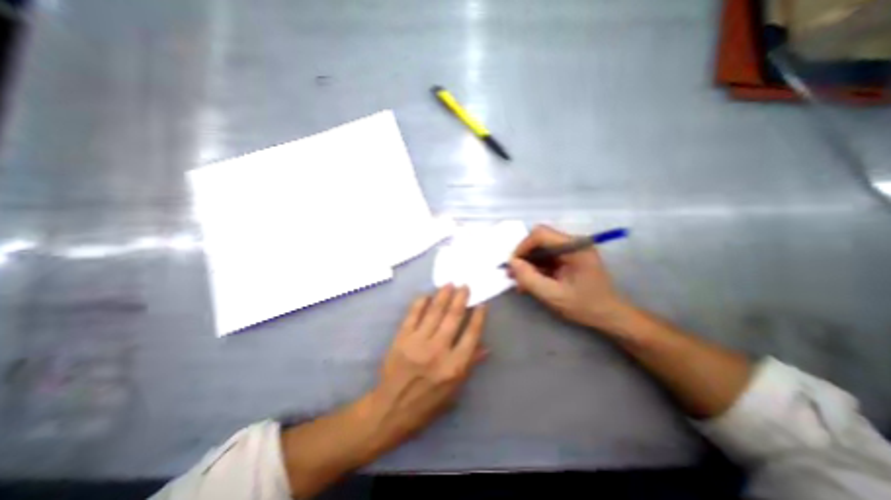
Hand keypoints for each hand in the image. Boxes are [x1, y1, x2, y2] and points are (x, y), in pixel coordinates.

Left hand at [278, 288, 485, 497]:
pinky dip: (420, 303)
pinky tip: (426, 294)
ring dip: (443, 296)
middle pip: (453, 318)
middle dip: (461, 299)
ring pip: (434, 312)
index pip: (471, 335)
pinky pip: (412, 315)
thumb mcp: (454, 391)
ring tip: (449, 284)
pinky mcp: (402, 338)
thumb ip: (470, 365)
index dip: (478, 317)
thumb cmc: (427, 403)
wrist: (391, 408)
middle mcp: (438, 351)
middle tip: (465, 286)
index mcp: (454, 366)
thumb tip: (486, 347)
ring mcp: (418, 342)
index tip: (482, 304)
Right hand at [508, 224, 625, 329]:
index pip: (541, 234)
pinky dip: (536, 268)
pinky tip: (530, 282)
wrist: (609, 316)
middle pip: (539, 240)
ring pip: (540, 249)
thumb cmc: (586, 306)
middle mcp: (573, 243)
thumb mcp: (554, 296)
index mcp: (575, 247)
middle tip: (513, 275)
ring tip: (520, 282)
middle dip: (524, 256)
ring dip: (528, 264)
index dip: (522, 247)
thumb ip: (531, 279)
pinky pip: (546, 257)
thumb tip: (511, 263)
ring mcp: (571, 249)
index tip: (513, 265)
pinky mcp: (569, 257)